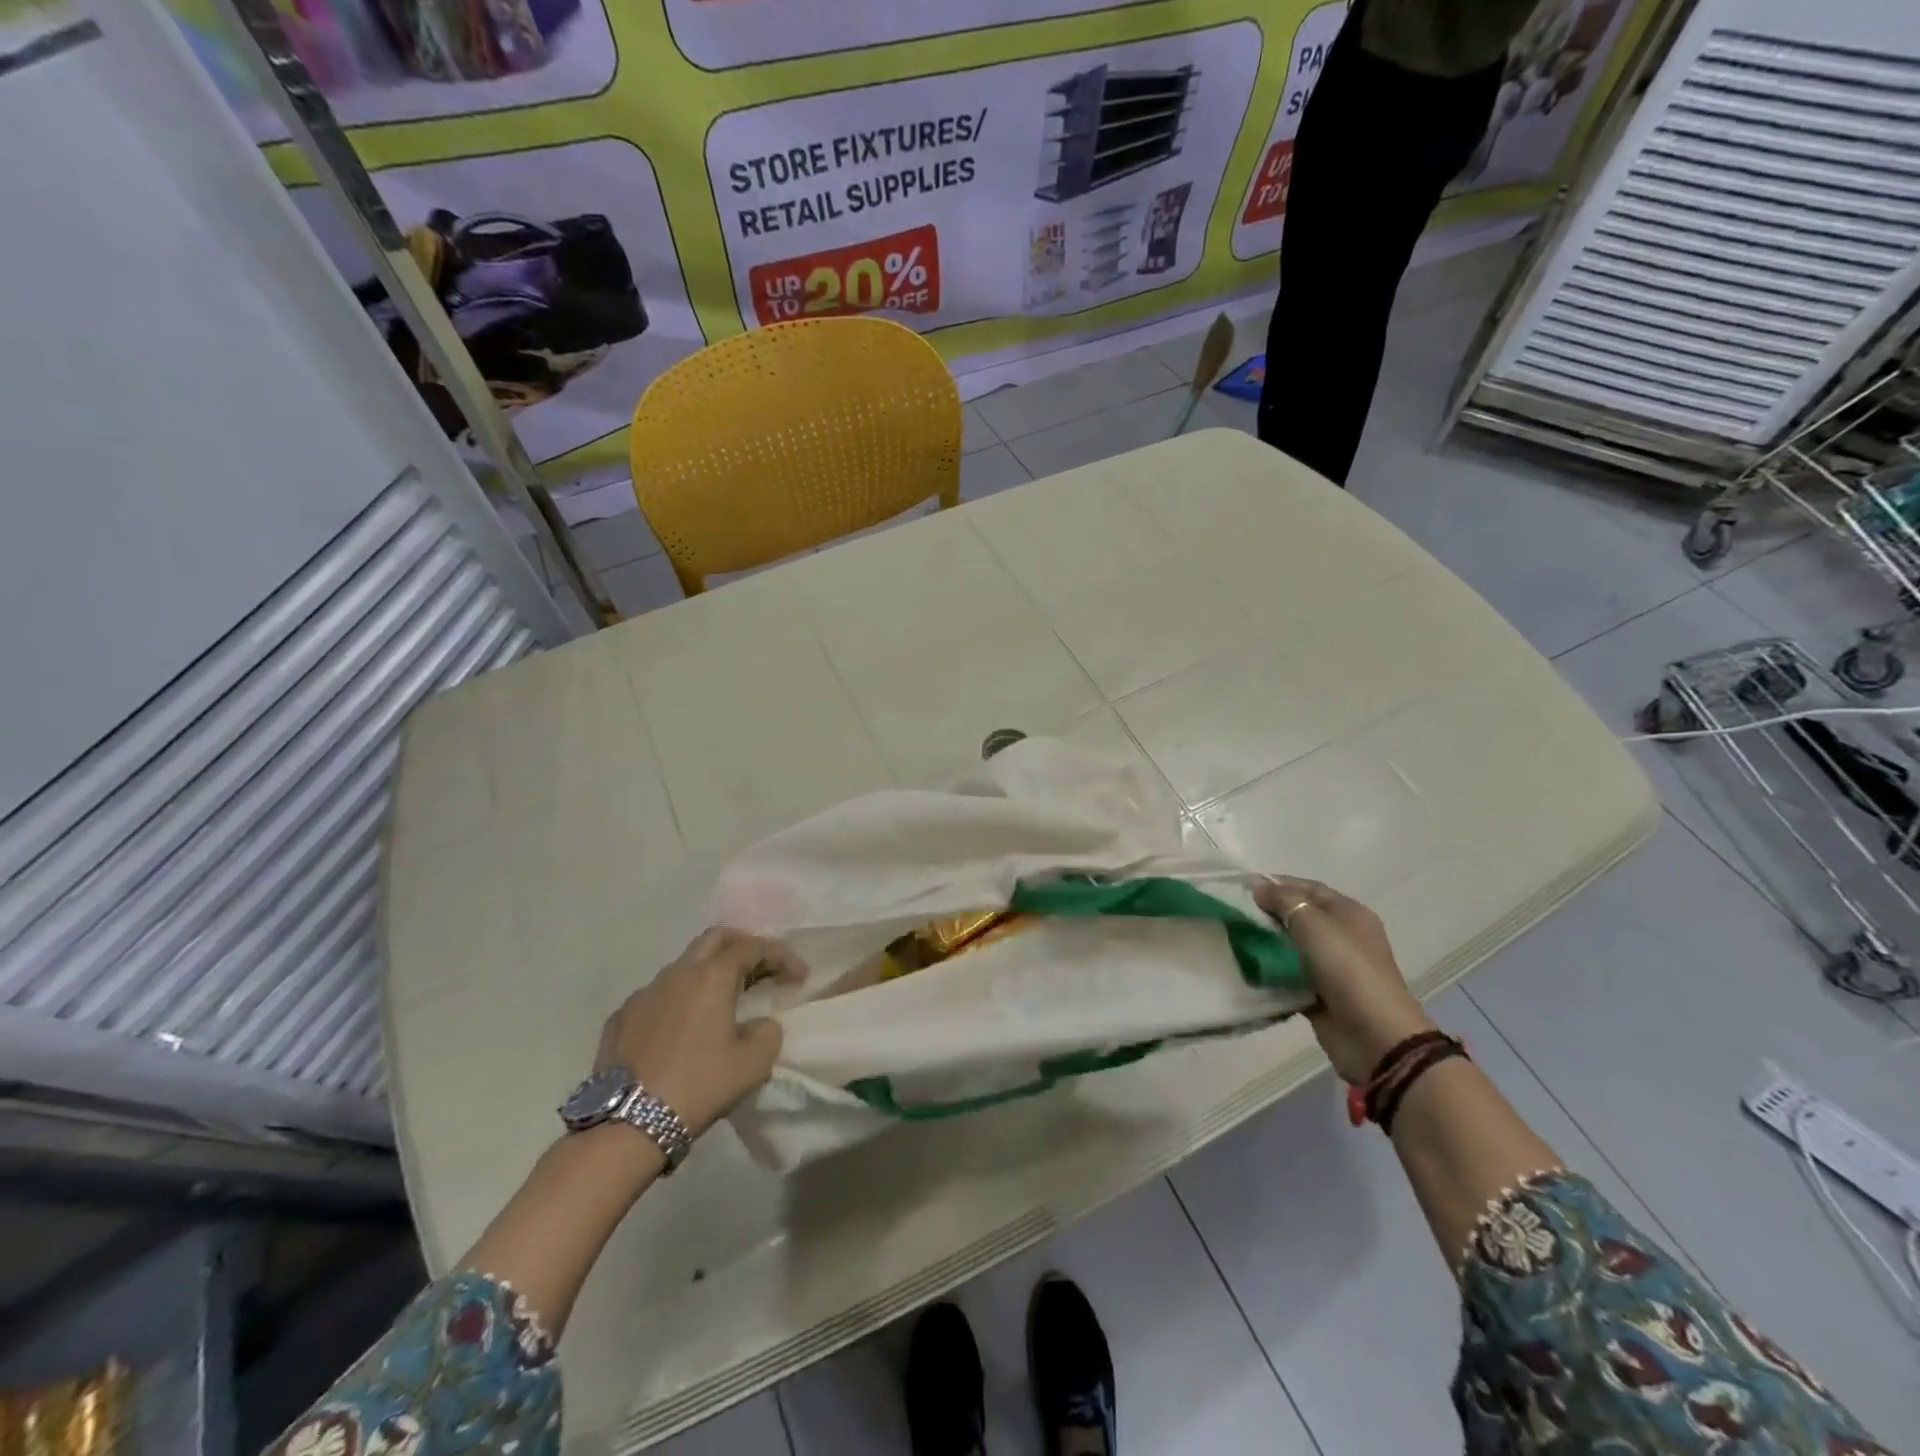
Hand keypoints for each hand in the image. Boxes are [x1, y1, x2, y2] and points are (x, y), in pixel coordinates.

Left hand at [594, 927, 805, 1136]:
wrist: (627, 1126)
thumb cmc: (699, 1085)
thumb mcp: (754, 1062)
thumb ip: (767, 1031)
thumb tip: (757, 1024)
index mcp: (711, 977)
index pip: (753, 947)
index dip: (781, 955)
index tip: (799, 977)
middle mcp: (676, 974)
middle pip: (714, 939)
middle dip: (742, 946)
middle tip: (761, 968)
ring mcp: (643, 994)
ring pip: (683, 967)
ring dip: (708, 974)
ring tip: (721, 1003)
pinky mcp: (620, 1019)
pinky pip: (657, 996)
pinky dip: (678, 1001)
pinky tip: (681, 1029)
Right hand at [1253, 876, 1434, 1084]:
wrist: (1373, 1035)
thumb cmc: (1346, 968)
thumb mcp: (1313, 924)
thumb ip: (1283, 901)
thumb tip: (1258, 886)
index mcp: (1348, 913)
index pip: (1308, 888)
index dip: (1276, 883)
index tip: (1241, 886)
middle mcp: (1341, 936)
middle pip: (1299, 916)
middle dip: (1267, 913)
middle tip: (1233, 912)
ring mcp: (1331, 967)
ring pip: (1291, 946)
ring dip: (1265, 942)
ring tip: (1232, 936)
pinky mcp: (1318, 994)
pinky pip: (1288, 975)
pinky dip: (1269, 970)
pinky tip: (1244, 965)